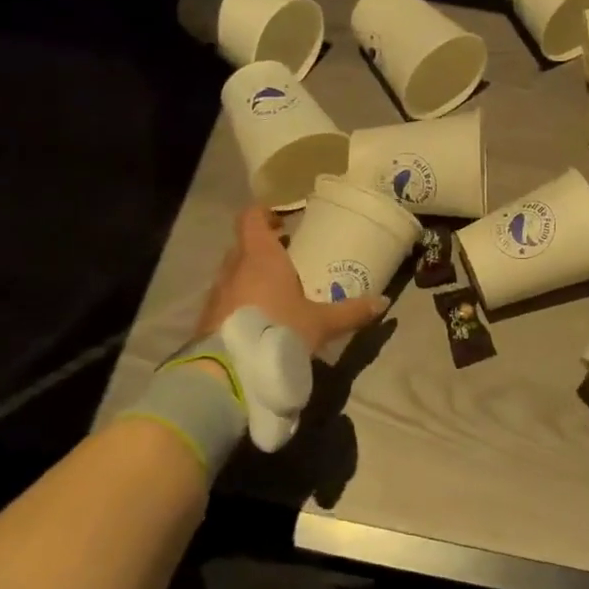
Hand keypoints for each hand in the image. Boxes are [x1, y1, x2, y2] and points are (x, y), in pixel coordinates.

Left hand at [196, 205, 387, 353]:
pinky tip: (260, 323)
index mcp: (260, 256)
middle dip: (264, 250)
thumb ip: (351, 311)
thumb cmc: (278, 331)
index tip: (283, 222)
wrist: (228, 374)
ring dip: (251, 279)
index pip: (251, 218)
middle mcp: (233, 268)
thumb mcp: (321, 323)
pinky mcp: (206, 320)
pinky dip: (240, 304)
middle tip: (289, 261)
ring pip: (233, 275)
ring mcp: (216, 294)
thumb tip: (383, 302)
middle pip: (244, 247)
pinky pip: (226, 301)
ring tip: (277, 295)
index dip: (264, 214)